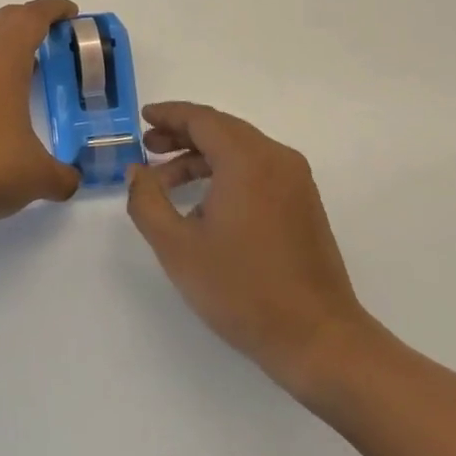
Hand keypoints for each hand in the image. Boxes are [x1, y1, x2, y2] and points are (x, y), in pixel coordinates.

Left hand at [0, 0, 83, 226]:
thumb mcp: (37, 176)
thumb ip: (61, 175)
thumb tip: (70, 181)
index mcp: (3, 58)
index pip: (32, 17)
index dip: (53, 9)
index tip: (68, 12)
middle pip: (0, 22)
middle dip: (24, 23)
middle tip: (43, 40)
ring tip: (6, 81)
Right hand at [127, 101, 383, 407]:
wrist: (318, 339)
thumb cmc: (242, 289)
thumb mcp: (177, 247)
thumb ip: (147, 201)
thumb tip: (137, 172)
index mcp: (247, 160)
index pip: (202, 119)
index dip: (169, 115)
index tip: (143, 118)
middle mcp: (276, 159)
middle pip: (222, 129)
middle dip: (182, 135)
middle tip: (149, 148)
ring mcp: (295, 181)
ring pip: (240, 150)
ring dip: (202, 157)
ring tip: (167, 182)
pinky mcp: (304, 204)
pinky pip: (258, 170)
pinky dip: (226, 173)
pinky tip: (203, 205)